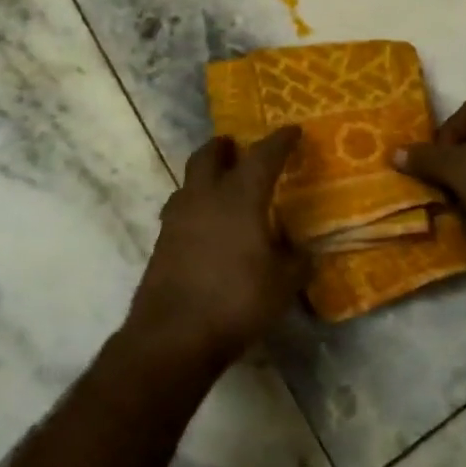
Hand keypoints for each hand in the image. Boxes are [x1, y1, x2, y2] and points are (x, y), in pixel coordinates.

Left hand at [127, 127, 305, 371]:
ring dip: (204, 175)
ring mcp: (177, 218)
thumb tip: (304, 252)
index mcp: (240, 196)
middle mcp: (205, 197)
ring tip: (220, 186)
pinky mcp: (161, 243)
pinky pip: (180, 210)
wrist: (173, 335)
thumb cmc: (236, 300)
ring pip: (189, 181)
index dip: (280, 141)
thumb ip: (297, 262)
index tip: (292, 131)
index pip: (263, 156)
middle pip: (208, 155)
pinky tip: (205, 227)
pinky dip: (195, 207)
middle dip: (224, 147)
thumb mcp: (283, 284)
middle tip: (237, 147)